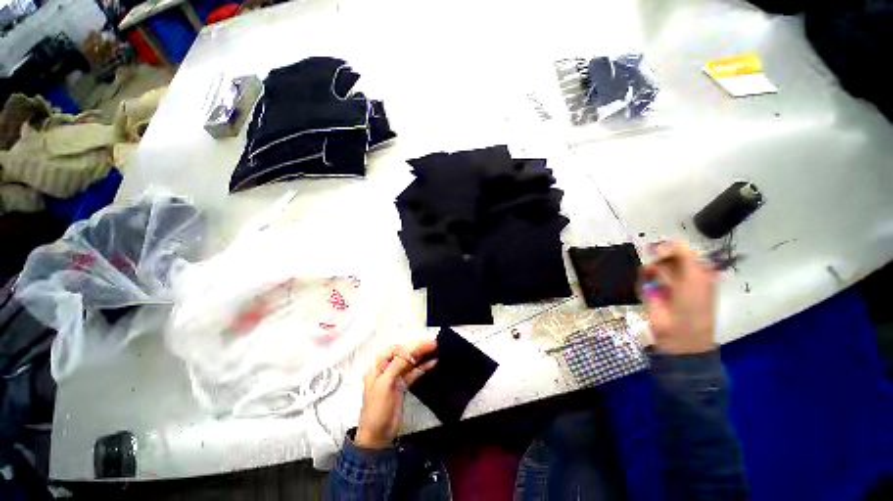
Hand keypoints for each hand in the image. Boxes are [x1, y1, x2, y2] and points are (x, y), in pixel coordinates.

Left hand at [355, 340, 437, 448]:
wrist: (377, 436)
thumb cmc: (377, 410)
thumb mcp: (384, 384)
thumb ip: (396, 366)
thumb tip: (409, 352)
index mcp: (378, 368)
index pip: (395, 350)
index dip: (409, 346)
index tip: (423, 345)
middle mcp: (387, 370)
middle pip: (404, 355)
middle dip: (417, 348)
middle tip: (433, 344)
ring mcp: (395, 378)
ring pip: (410, 363)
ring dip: (421, 356)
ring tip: (435, 350)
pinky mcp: (402, 387)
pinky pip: (414, 373)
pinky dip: (423, 368)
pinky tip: (432, 363)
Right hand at [639, 241, 717, 354]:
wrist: (679, 332)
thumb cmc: (694, 304)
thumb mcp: (696, 276)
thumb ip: (684, 254)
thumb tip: (667, 241)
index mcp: (697, 270)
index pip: (682, 251)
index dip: (672, 247)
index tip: (663, 248)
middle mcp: (680, 274)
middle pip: (665, 256)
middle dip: (660, 258)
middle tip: (657, 262)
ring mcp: (663, 283)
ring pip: (652, 266)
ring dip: (652, 270)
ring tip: (656, 281)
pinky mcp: (648, 290)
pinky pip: (643, 277)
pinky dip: (643, 279)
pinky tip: (648, 287)